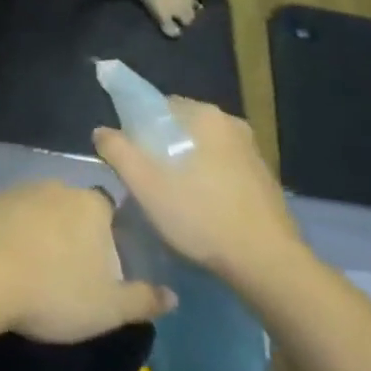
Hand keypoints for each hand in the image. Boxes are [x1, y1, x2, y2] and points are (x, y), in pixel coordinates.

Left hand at [0, 181, 173, 343]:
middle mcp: (58, 187)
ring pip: (40, 210)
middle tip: (71, 271)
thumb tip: (173, 296)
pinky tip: (8, 261)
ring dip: (42, 232)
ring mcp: (20, 191)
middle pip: (74, 208)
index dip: (109, 235)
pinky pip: (11, 217)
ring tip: (38, 269)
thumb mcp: (108, 307)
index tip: (103, 263)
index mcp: (92, 205)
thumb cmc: (54, 290)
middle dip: (74, 233)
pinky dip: (13, 234)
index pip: (109, 211)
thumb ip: (142, 299)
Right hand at [93, 98, 302, 286]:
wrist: (268, 264)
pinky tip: (202, 210)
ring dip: (185, 165)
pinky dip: (207, 180)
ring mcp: (252, 151)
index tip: (131, 158)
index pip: (158, 106)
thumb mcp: (145, 184)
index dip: (137, 129)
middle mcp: (231, 123)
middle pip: (180, 127)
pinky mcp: (264, 177)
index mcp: (204, 115)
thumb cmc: (201, 216)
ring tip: (173, 199)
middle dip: (160, 148)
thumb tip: (102, 131)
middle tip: (148, 182)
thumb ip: (117, 150)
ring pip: (202, 148)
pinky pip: (222, 167)